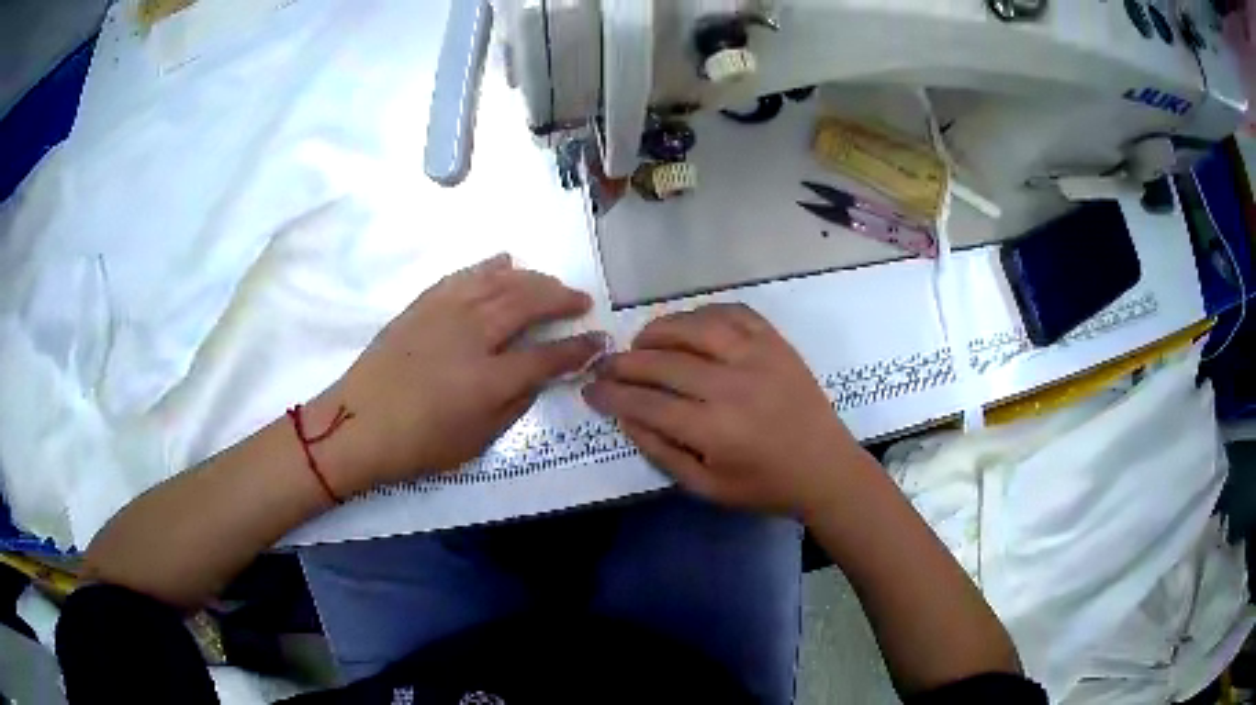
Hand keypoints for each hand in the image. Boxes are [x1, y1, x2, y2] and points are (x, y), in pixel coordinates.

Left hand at [313, 254, 604, 494]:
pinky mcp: (424, 303)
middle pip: (528, 303)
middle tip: (580, 300)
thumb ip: (514, 404)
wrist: (359, 423)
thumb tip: (538, 375)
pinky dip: (489, 267)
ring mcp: (446, 313)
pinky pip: (464, 275)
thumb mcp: (476, 440)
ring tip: (549, 283)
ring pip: (499, 282)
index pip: (548, 356)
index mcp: (490, 379)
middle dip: (561, 299)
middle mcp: (473, 335)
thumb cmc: (419, 443)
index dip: (579, 348)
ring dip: (532, 279)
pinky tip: (504, 263)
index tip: (599, 341)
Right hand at [583, 303, 861, 515]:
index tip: (590, 389)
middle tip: (605, 365)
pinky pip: (733, 312)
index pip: (647, 404)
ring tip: (640, 342)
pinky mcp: (776, 343)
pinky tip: (688, 325)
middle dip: (624, 363)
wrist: (826, 468)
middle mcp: (734, 386)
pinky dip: (703, 313)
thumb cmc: (765, 486)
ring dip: (659, 330)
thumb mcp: (707, 487)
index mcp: (716, 431)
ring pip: (695, 327)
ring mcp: (759, 357)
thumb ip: (661, 452)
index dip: (612, 395)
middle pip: (663, 362)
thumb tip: (625, 416)